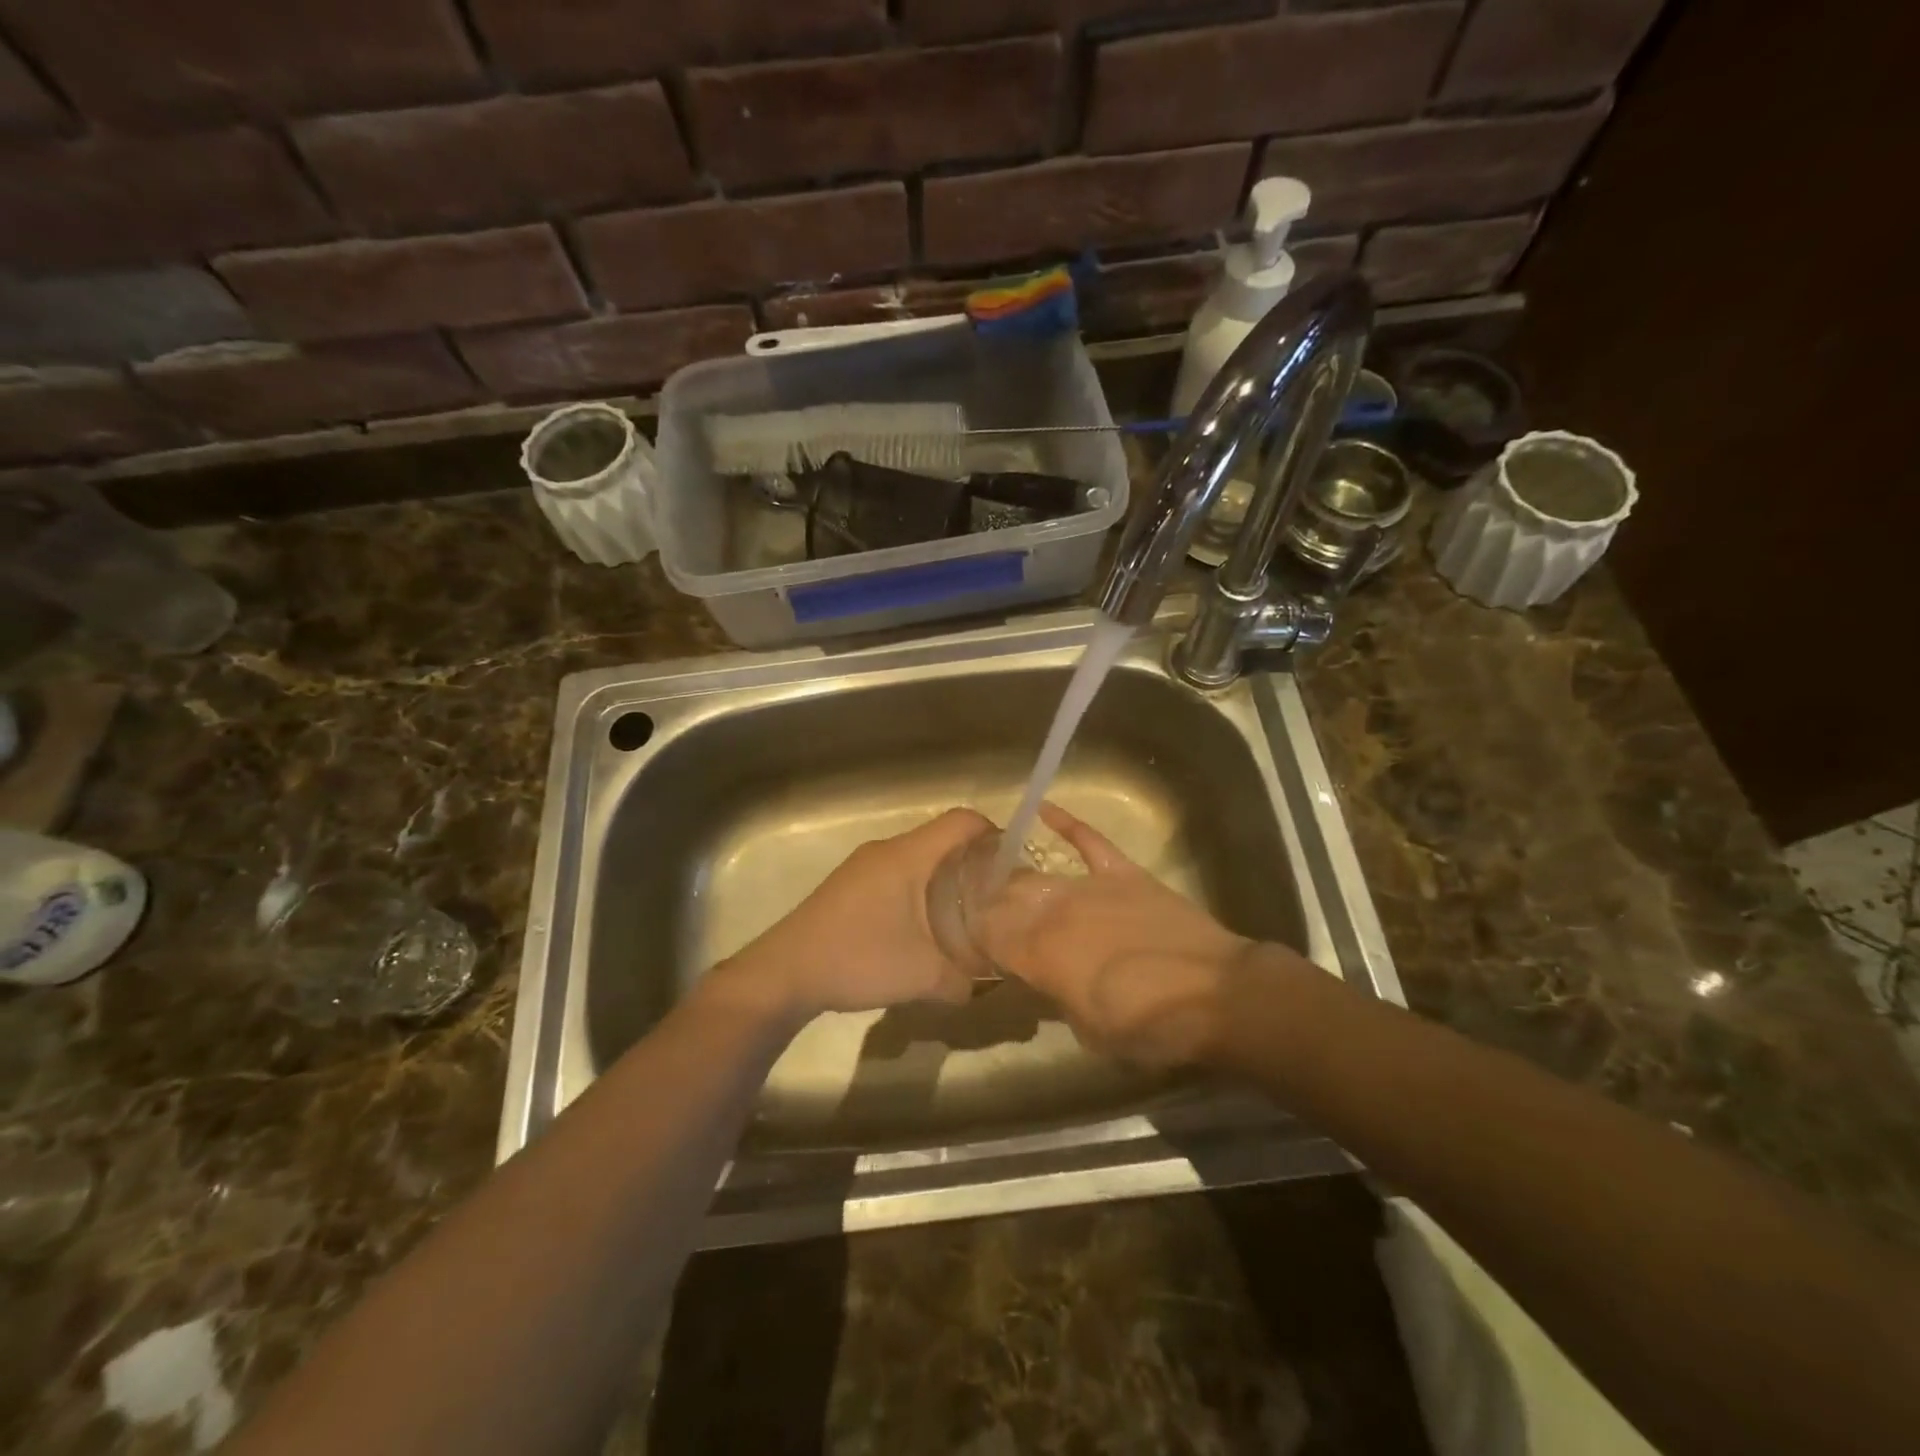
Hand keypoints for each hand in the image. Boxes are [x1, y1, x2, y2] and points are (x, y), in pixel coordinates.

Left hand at [708, 808, 993, 1024]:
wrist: (784, 972)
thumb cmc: (857, 959)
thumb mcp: (921, 976)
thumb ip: (963, 981)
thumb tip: (985, 987)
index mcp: (907, 856)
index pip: (962, 821)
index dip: (994, 834)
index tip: (1014, 866)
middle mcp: (887, 850)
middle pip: (942, 838)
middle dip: (974, 862)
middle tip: (997, 897)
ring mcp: (864, 866)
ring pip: (919, 857)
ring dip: (945, 877)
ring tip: (966, 914)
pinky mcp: (851, 884)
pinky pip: (898, 872)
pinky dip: (920, 888)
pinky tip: (924, 927)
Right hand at [976, 803, 1264, 1067]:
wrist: (1216, 996)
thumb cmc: (1150, 1027)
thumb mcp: (1091, 1030)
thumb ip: (1058, 996)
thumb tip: (1044, 976)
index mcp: (1043, 957)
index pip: (992, 937)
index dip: (978, 936)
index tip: (970, 939)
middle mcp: (1057, 915)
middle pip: (1009, 902)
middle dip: (990, 906)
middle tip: (982, 910)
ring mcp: (1091, 888)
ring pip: (1041, 876)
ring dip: (1016, 877)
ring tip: (998, 873)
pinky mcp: (1123, 874)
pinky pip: (1089, 841)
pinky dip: (1067, 824)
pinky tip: (1042, 808)